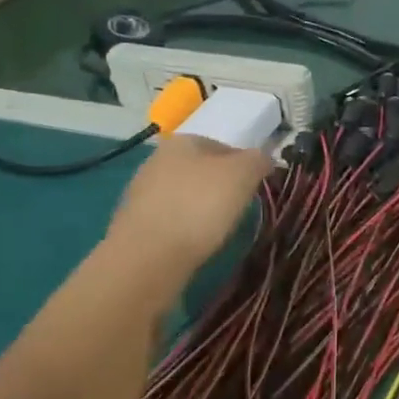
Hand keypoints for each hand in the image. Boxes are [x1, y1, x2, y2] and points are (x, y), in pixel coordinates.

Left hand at [103, 135, 271, 283]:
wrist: (148, 256)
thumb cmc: (200, 206)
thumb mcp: (242, 175)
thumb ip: (258, 160)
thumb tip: (263, 158)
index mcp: (183, 141)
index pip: (223, 146)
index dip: (244, 166)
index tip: (255, 189)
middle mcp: (157, 160)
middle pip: (202, 171)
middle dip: (221, 187)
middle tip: (239, 210)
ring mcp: (141, 192)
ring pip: (185, 195)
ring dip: (202, 209)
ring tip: (218, 230)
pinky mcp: (134, 223)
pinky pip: (171, 219)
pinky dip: (185, 228)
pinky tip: (194, 243)